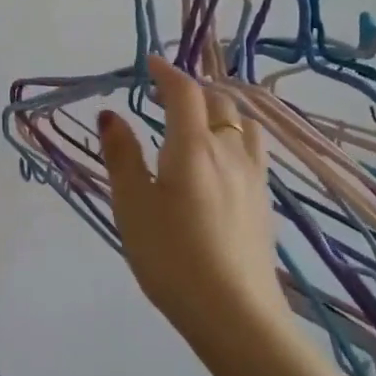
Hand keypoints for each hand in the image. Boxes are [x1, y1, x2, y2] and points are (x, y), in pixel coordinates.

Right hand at [98, 59, 282, 345]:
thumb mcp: (132, 204)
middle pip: (219, 101)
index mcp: (193, 146)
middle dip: (193, 88)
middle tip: (168, 93)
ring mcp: (253, 176)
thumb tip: (110, 114)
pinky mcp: (264, 200)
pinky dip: (235, 133)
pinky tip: (224, 156)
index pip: (184, 92)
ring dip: (221, 108)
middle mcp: (229, 151)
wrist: (234, 312)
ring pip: (243, 123)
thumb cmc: (171, 256)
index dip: (166, 72)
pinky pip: (253, 148)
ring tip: (201, 117)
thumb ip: (122, 155)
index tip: (149, 63)